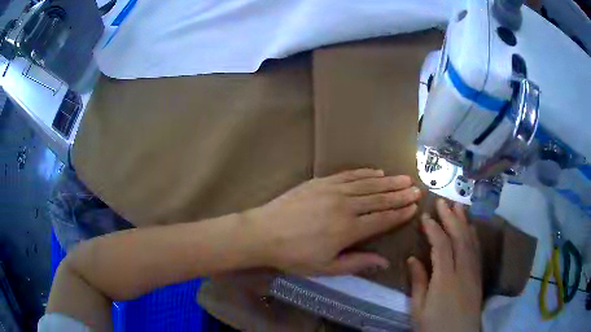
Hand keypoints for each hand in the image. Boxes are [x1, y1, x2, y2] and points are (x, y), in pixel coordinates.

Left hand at [247, 168, 420, 275]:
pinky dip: (365, 173)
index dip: (400, 213)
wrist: (263, 233)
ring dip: (388, 181)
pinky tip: (377, 171)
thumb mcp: (326, 268)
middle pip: (379, 199)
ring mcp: (333, 190)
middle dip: (400, 194)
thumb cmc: (294, 256)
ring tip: (404, 178)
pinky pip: (349, 175)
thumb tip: (384, 262)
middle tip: (416, 189)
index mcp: (348, 230)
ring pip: (368, 184)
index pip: (382, 219)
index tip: (414, 207)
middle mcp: (345, 206)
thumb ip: (357, 263)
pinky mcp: (321, 182)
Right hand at [408, 199, 482, 331]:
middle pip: (459, 237)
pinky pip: (476, 249)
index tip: (425, 216)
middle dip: (451, 217)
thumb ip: (418, 282)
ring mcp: (473, 270)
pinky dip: (473, 234)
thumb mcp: (419, 309)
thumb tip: (412, 259)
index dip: (433, 228)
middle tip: (442, 201)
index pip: (441, 245)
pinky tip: (471, 228)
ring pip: (470, 240)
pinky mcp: (478, 275)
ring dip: (464, 221)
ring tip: (457, 206)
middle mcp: (463, 269)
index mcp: (445, 278)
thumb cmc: (435, 325)